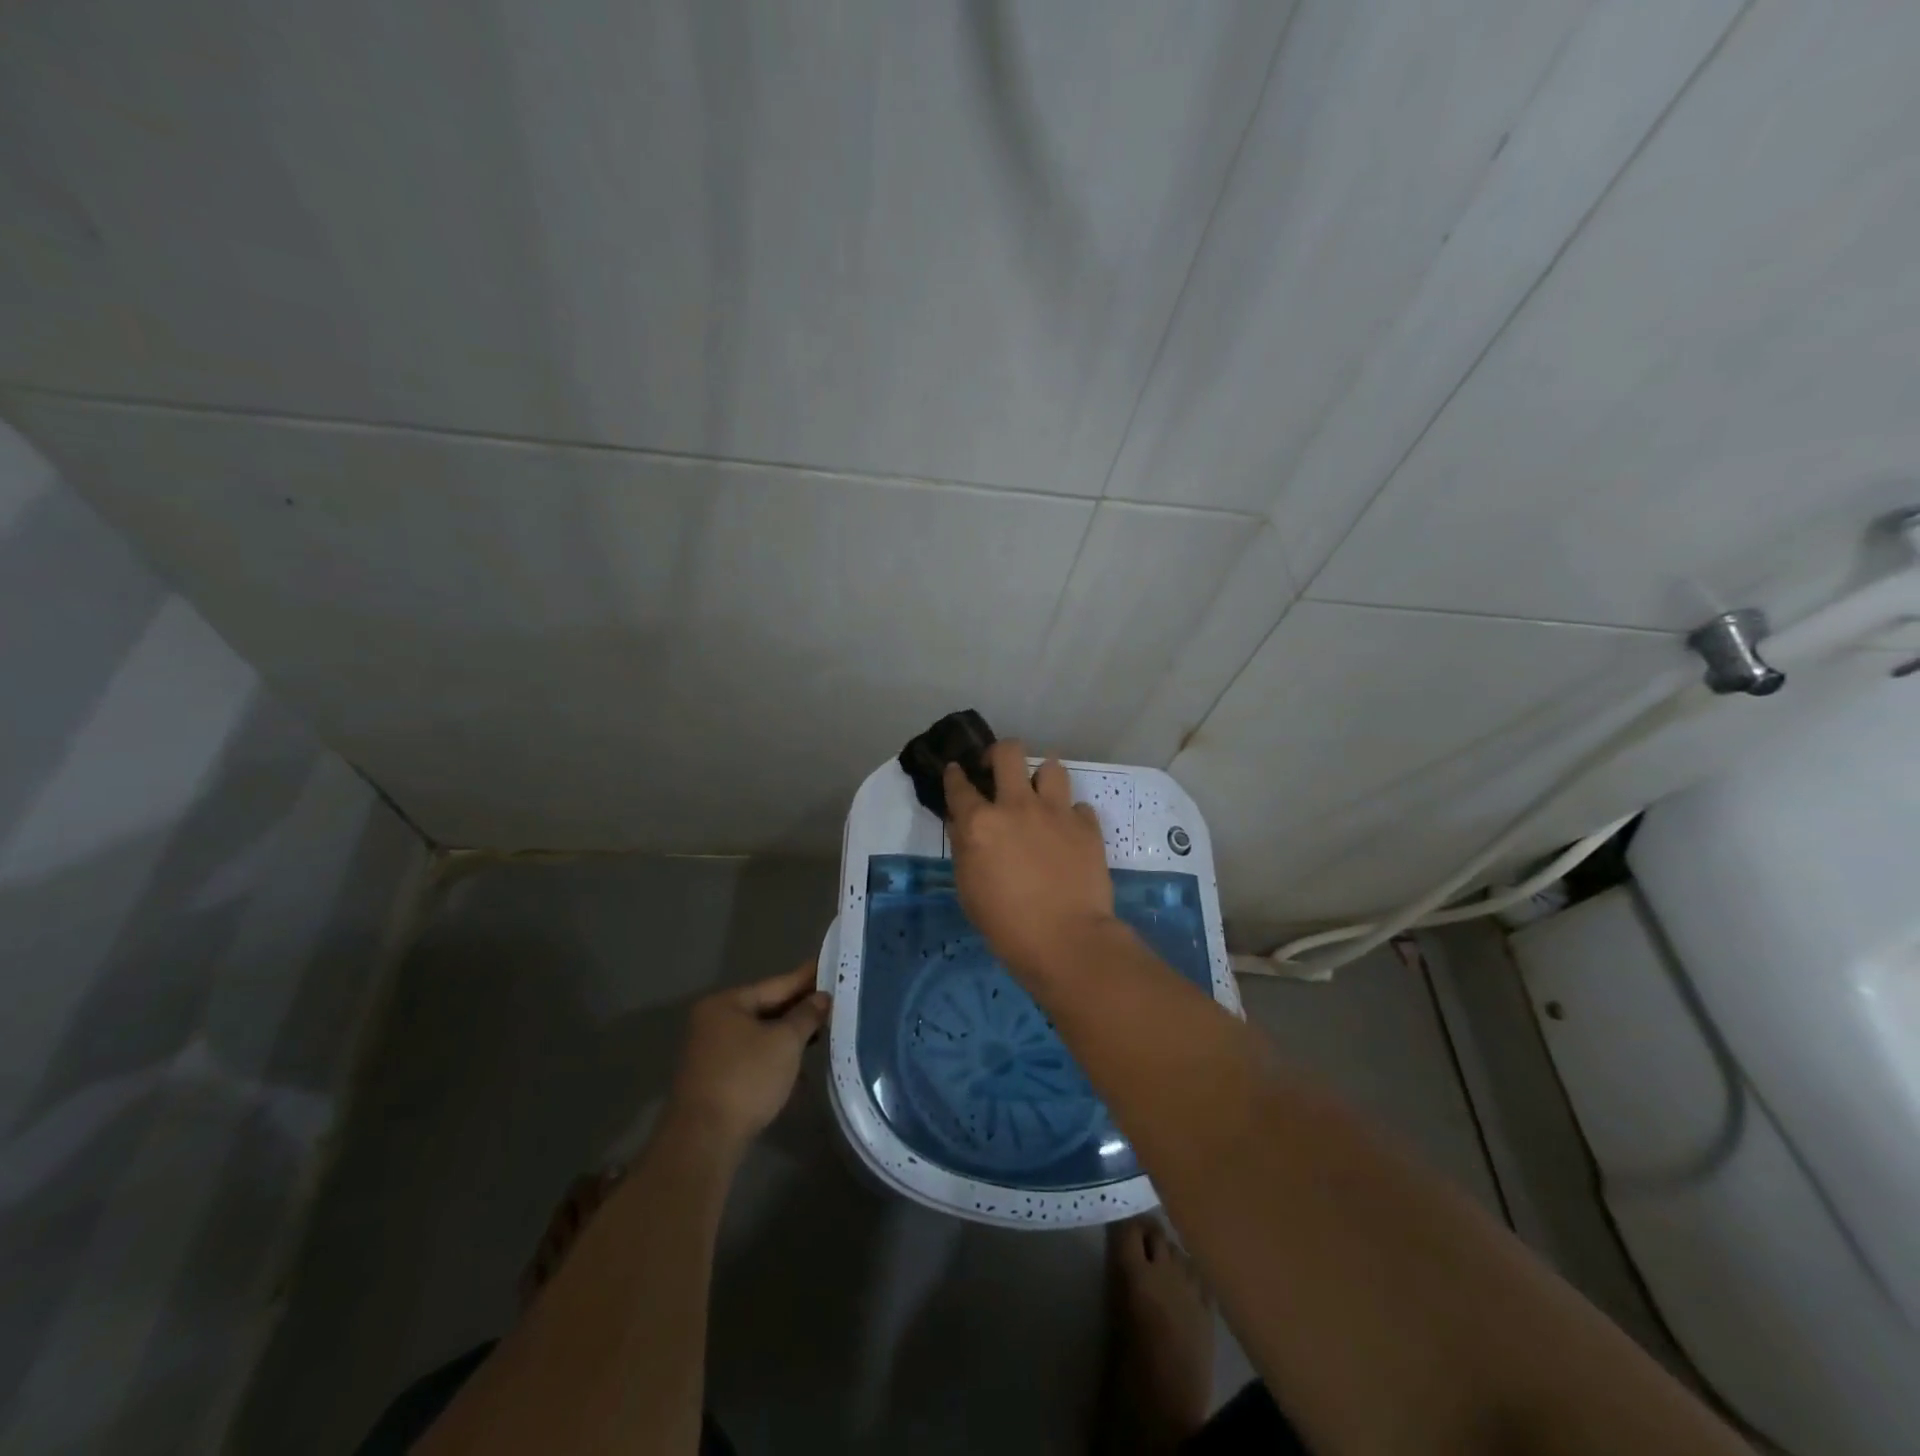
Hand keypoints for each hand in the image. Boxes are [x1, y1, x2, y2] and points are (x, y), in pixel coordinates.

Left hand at [668, 962, 829, 1152]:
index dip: (806, 978)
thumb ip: (806, 1016)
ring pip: (760, 1037)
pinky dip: (776, 1061)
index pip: (775, 984)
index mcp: (726, 1004)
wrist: (704, 1141)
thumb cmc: (746, 1078)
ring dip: (789, 1038)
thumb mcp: (785, 1042)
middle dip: (799, 1010)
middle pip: (766, 1009)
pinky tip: (800, 1071)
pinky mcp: (715, 1082)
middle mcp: (713, 1023)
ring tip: (822, 1033)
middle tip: (833, 1002)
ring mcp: (711, 1054)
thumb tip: (822, 998)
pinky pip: (753, 1060)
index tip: (829, 966)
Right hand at [944, 741, 1116, 982]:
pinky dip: (1070, 815)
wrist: (1066, 939)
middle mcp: (1017, 806)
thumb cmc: (1005, 923)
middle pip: (1008, 752)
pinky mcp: (1087, 825)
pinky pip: (1078, 806)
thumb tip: (963, 823)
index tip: (957, 771)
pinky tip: (1067, 832)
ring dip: (1042, 778)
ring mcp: (1056, 812)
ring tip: (1040, 796)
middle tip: (998, 770)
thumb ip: (964, 847)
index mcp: (980, 823)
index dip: (955, 775)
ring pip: (1051, 766)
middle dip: (999, 754)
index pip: (960, 785)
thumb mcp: (968, 888)